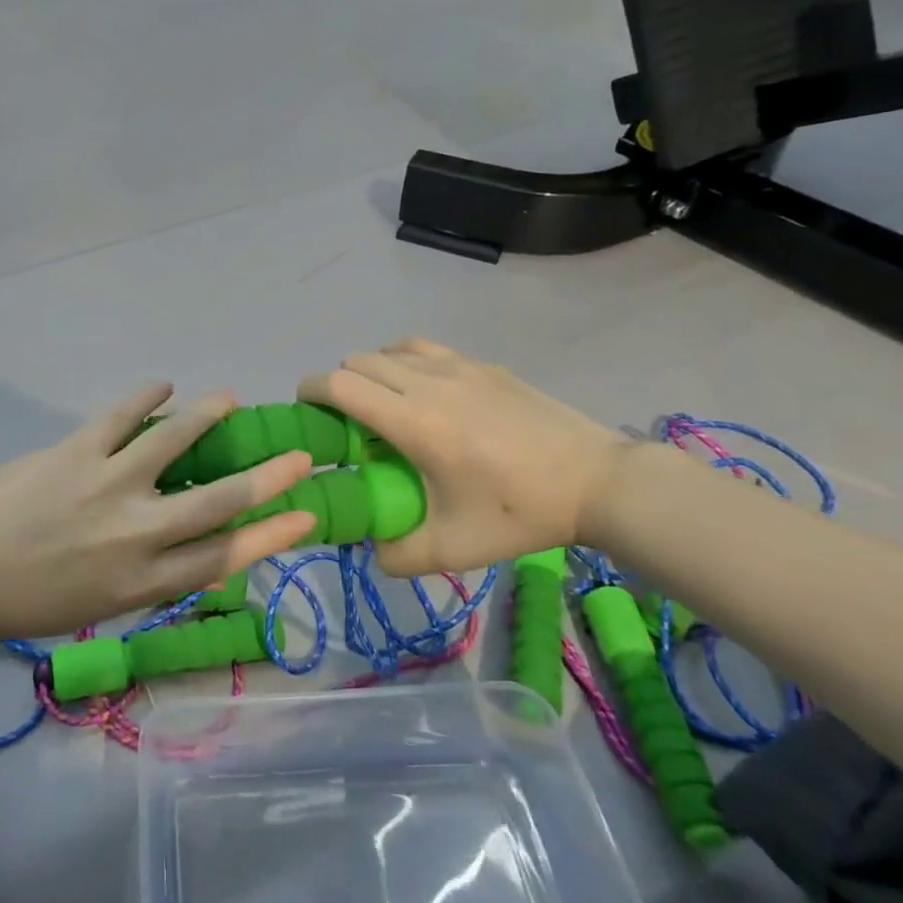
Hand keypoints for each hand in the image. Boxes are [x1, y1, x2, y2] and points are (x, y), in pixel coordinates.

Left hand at [0, 386, 315, 638]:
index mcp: (139, 582)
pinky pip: (121, 416)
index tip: (305, 515)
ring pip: (174, 443)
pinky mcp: (76, 451)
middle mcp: (135, 533)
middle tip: (299, 457)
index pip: (222, 557)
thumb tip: (182, 543)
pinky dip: (146, 397)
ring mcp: (107, 485)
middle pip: (217, 502)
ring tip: (231, 398)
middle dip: (267, 479)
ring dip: (208, 416)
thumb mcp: (96, 607)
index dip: (270, 535)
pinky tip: (164, 385)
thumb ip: (144, 576)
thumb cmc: (25, 601)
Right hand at [299, 339, 628, 576]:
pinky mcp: (482, 364)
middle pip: (357, 361)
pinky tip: (420, 390)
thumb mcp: (453, 548)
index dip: (310, 391)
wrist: (597, 482)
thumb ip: (397, 554)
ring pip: (389, 349)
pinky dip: (404, 361)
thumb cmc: (520, 513)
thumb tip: (369, 547)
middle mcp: (428, 381)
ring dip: (372, 370)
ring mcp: (458, 366)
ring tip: (383, 405)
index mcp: (413, 421)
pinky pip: (423, 348)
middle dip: (338, 385)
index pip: (339, 384)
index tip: (305, 412)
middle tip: (346, 421)